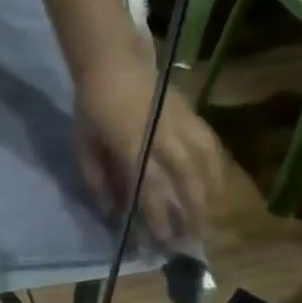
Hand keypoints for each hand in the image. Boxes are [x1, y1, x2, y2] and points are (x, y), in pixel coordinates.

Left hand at [74, 55, 224, 243]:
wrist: (113, 61)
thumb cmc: (93, 107)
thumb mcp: (84, 146)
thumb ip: (98, 181)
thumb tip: (113, 213)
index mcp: (131, 145)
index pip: (151, 189)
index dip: (159, 217)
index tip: (162, 241)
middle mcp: (162, 136)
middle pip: (185, 181)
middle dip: (190, 213)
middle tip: (189, 240)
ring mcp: (181, 124)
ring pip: (205, 165)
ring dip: (208, 195)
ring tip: (207, 220)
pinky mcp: (193, 114)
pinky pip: (212, 146)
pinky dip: (216, 170)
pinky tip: (215, 188)